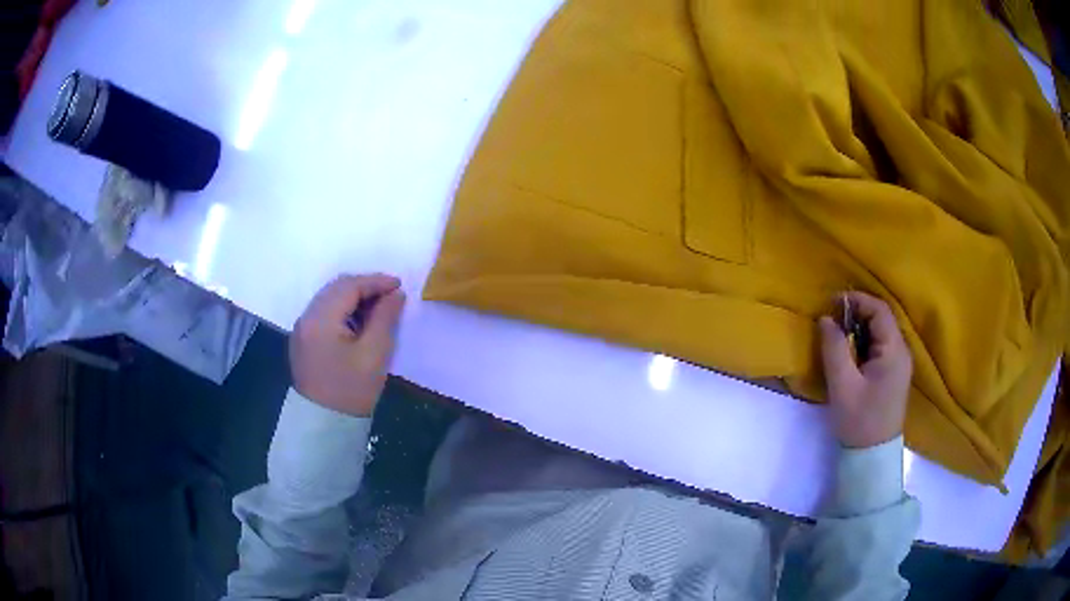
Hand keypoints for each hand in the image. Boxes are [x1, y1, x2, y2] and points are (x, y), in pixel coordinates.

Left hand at [289, 273, 405, 416]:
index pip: (349, 286)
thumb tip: (395, 294)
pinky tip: (359, 320)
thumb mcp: (375, 353)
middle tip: (390, 295)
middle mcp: (306, 318)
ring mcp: (302, 328)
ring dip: (353, 297)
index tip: (399, 286)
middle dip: (365, 286)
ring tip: (378, 307)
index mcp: (320, 320)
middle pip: (336, 288)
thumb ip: (385, 318)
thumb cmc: (352, 390)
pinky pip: (324, 312)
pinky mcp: (303, 339)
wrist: (325, 424)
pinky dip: (343, 309)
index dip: (376, 282)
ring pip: (329, 298)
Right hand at [818, 291, 911, 448]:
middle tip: (832, 318)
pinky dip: (864, 341)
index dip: (857, 300)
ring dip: (860, 327)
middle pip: (882, 319)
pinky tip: (850, 352)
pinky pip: (880, 346)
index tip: (832, 302)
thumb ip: (834, 349)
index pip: (880, 310)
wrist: (872, 456)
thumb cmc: (859, 421)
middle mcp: (902, 352)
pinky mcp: (894, 375)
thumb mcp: (842, 385)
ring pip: (881, 332)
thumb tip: (826, 319)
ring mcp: (900, 364)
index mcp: (894, 351)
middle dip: (857, 313)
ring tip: (838, 334)